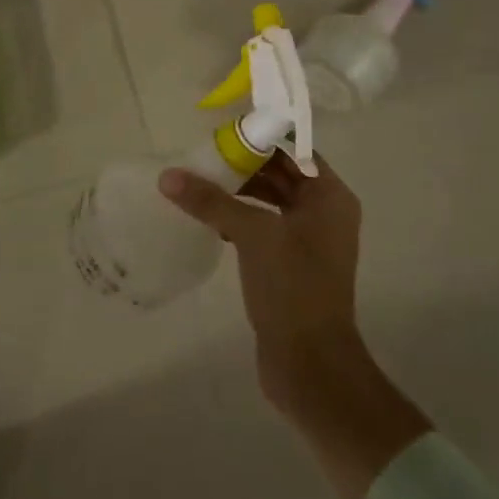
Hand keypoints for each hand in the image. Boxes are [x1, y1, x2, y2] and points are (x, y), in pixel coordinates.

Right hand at [158, 155, 428, 498]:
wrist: (310, 365)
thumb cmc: (292, 288)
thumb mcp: (253, 235)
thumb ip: (211, 201)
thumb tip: (168, 176)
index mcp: (330, 197)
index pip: (293, 150)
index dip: (259, 138)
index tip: (221, 134)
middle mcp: (324, 213)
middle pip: (280, 174)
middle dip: (243, 165)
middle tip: (201, 157)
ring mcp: (308, 241)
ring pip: (269, 201)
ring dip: (237, 193)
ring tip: (198, 184)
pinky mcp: (290, 265)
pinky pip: (263, 227)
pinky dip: (239, 219)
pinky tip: (208, 220)